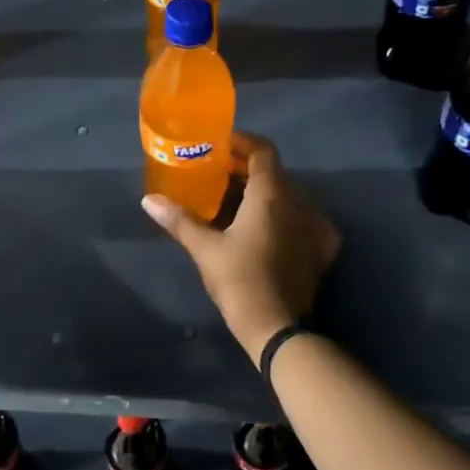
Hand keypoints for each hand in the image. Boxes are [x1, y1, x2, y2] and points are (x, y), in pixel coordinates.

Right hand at [141, 132, 339, 362]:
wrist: (276, 327)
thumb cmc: (239, 280)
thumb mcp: (205, 248)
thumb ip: (179, 220)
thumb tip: (148, 200)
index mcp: (271, 194)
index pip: (263, 150)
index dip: (242, 142)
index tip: (220, 145)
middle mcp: (298, 203)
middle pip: (275, 172)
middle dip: (248, 168)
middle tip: (219, 174)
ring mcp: (314, 226)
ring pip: (290, 196)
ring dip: (266, 192)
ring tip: (238, 202)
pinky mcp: (321, 250)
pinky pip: (305, 221)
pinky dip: (286, 217)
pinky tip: (270, 230)